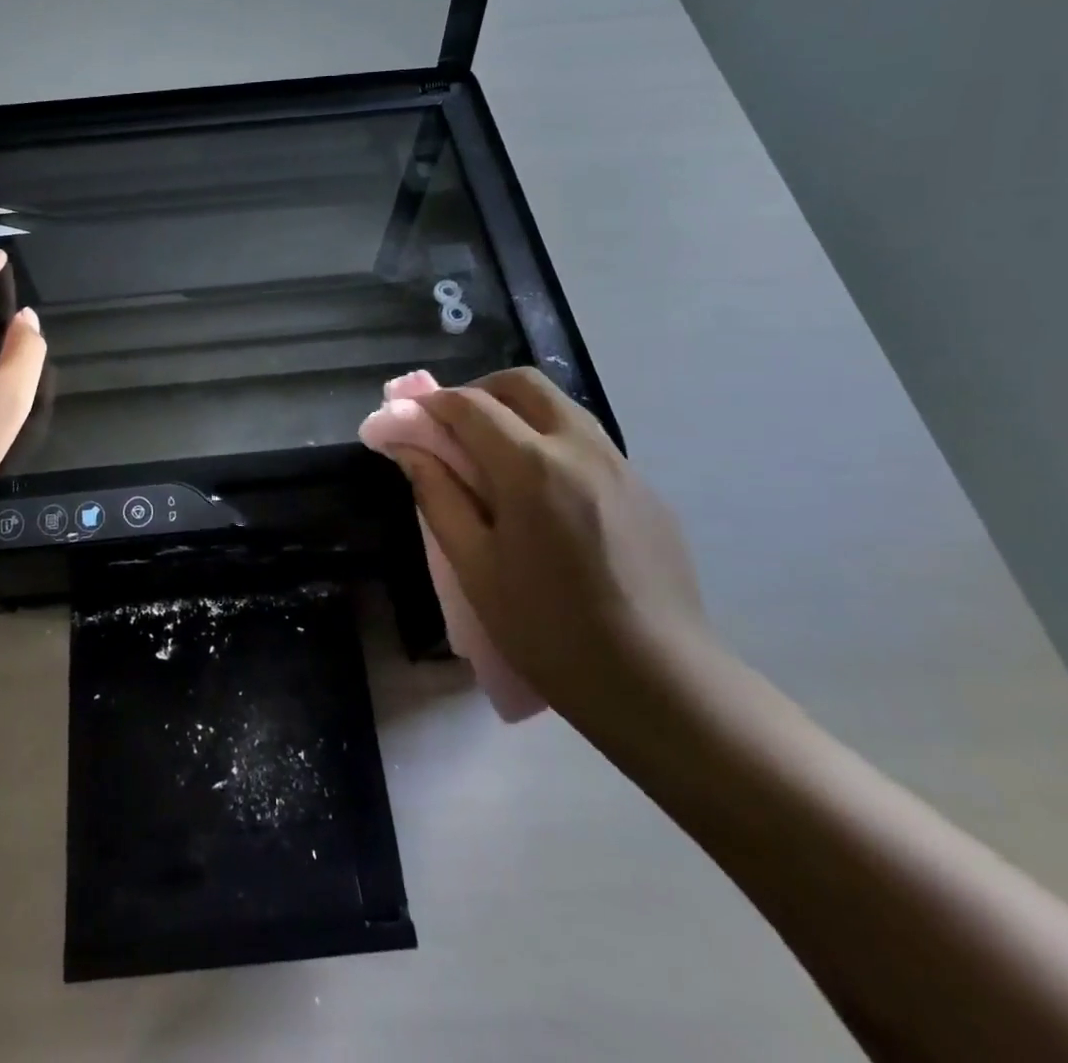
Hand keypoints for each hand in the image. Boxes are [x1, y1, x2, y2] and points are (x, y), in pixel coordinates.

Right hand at [393, 367, 706, 716]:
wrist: (660, 683)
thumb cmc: (549, 630)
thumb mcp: (475, 567)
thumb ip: (437, 495)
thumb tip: (408, 447)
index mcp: (532, 467)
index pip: (470, 406)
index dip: (431, 404)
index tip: (407, 417)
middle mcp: (580, 448)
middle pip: (523, 384)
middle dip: (478, 391)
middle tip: (452, 428)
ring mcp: (622, 465)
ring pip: (561, 406)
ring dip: (517, 412)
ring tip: (494, 458)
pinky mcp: (646, 489)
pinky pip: (589, 441)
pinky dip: (552, 441)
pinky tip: (544, 495)